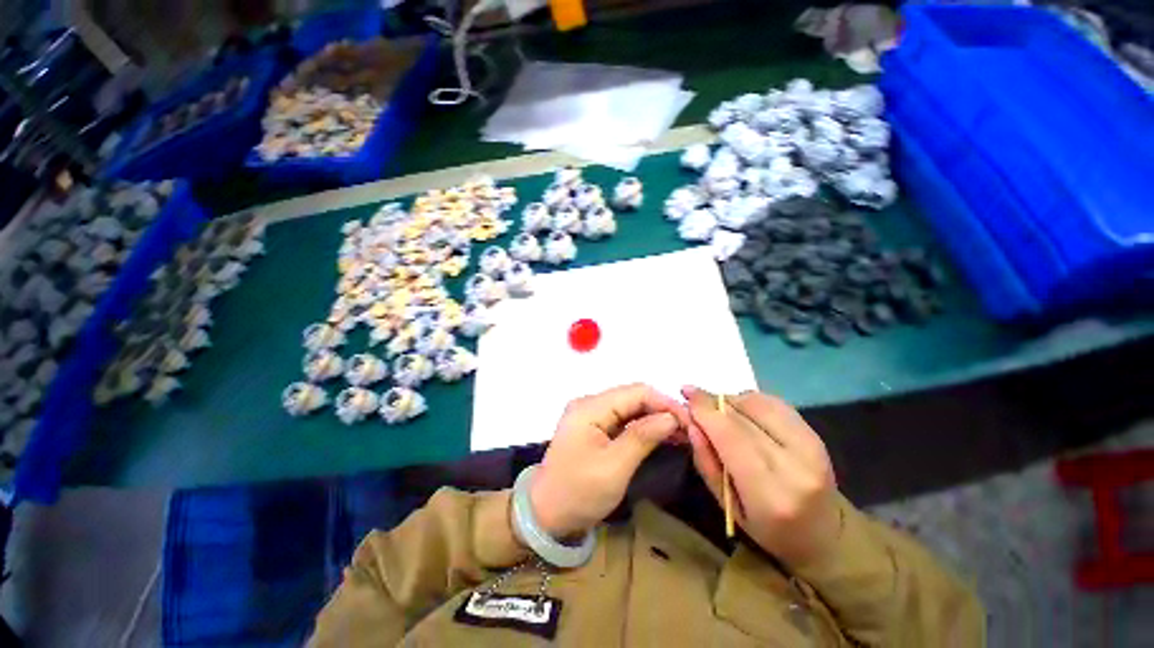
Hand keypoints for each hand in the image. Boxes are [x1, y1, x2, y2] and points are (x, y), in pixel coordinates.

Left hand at [529, 383, 689, 538]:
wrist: (545, 516)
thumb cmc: (578, 493)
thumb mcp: (614, 468)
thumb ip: (642, 437)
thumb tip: (672, 418)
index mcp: (590, 407)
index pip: (636, 392)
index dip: (665, 403)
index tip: (690, 421)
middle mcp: (589, 403)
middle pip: (633, 397)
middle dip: (661, 409)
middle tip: (689, 430)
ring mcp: (590, 415)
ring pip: (630, 407)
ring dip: (654, 417)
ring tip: (680, 434)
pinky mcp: (593, 427)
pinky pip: (622, 419)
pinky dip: (642, 426)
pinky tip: (660, 436)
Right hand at [683, 386, 841, 566]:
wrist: (824, 534)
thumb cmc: (767, 528)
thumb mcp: (726, 506)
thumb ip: (706, 462)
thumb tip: (692, 423)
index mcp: (769, 493)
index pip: (730, 435)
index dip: (705, 409)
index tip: (685, 393)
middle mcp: (794, 464)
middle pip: (742, 415)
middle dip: (712, 401)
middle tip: (694, 399)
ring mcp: (811, 446)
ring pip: (758, 403)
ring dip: (732, 400)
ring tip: (720, 411)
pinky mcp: (816, 434)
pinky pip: (774, 403)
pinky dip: (751, 401)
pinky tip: (743, 412)